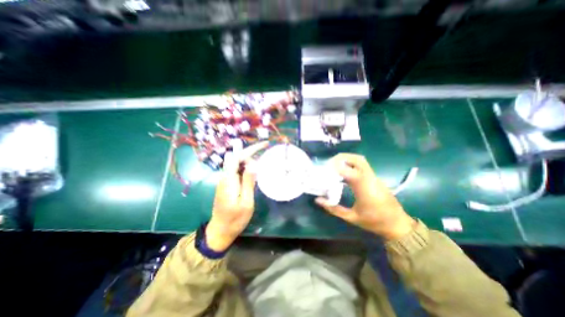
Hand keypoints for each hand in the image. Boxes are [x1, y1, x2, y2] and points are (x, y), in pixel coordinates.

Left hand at [206, 143, 268, 251]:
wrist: (220, 231)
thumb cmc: (235, 219)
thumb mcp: (246, 202)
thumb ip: (248, 182)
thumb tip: (253, 164)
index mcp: (228, 180)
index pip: (237, 157)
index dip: (251, 149)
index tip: (265, 145)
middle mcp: (225, 177)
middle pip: (237, 158)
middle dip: (251, 154)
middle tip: (265, 155)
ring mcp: (225, 180)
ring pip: (237, 164)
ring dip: (249, 161)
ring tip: (261, 164)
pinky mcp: (227, 184)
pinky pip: (237, 171)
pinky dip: (246, 168)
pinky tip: (254, 173)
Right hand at [318, 154, 412, 239]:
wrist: (398, 225)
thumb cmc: (374, 222)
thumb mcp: (351, 217)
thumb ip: (333, 208)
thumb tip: (318, 200)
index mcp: (364, 188)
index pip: (349, 171)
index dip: (336, 167)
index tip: (326, 169)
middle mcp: (370, 179)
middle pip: (358, 159)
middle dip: (342, 157)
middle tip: (330, 163)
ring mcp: (374, 177)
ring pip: (361, 161)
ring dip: (347, 160)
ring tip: (335, 166)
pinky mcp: (375, 178)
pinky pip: (363, 166)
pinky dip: (351, 164)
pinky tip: (344, 173)